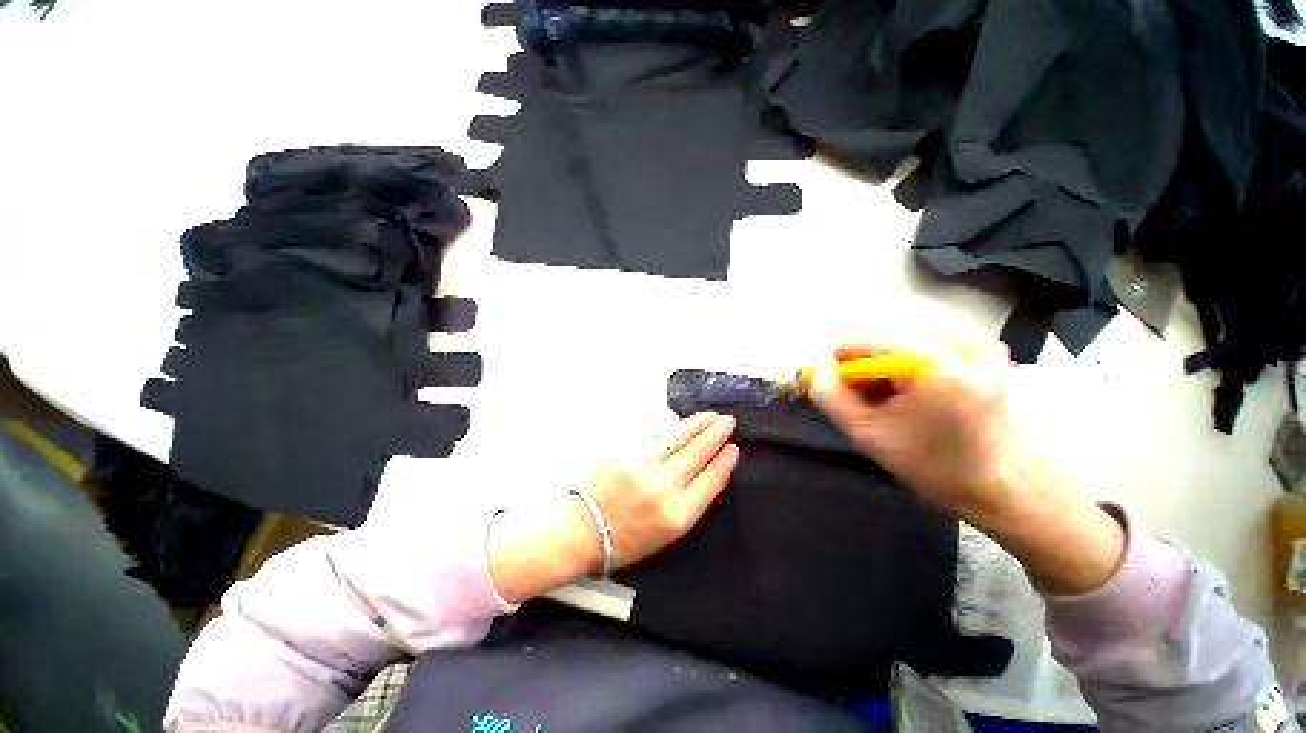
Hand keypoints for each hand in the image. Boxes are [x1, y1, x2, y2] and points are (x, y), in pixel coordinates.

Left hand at [488, 413, 738, 602]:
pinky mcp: (623, 451)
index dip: (725, 461)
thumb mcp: (668, 532)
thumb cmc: (628, 539)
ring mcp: (641, 465)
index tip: (733, 448)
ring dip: (697, 423)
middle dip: (716, 433)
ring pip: (678, 436)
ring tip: (709, 416)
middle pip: (698, 452)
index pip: (712, 479)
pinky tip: (676, 423)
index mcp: (678, 515)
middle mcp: (663, 487)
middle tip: (728, 421)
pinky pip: (652, 434)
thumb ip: (690, 499)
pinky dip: (668, 428)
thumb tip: (703, 465)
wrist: (582, 531)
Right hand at [808, 332, 1020, 522]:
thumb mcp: (863, 432)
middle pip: (886, 335)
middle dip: (865, 362)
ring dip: (885, 360)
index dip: (840, 356)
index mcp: (936, 367)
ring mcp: (979, 342)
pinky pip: (927, 340)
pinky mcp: (987, 347)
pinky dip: (909, 359)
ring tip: (888, 394)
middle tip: (862, 394)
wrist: (996, 483)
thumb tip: (818, 363)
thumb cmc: (929, 464)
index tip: (831, 380)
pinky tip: (912, 386)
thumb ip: (828, 393)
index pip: (867, 338)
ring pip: (904, 336)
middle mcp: (962, 343)